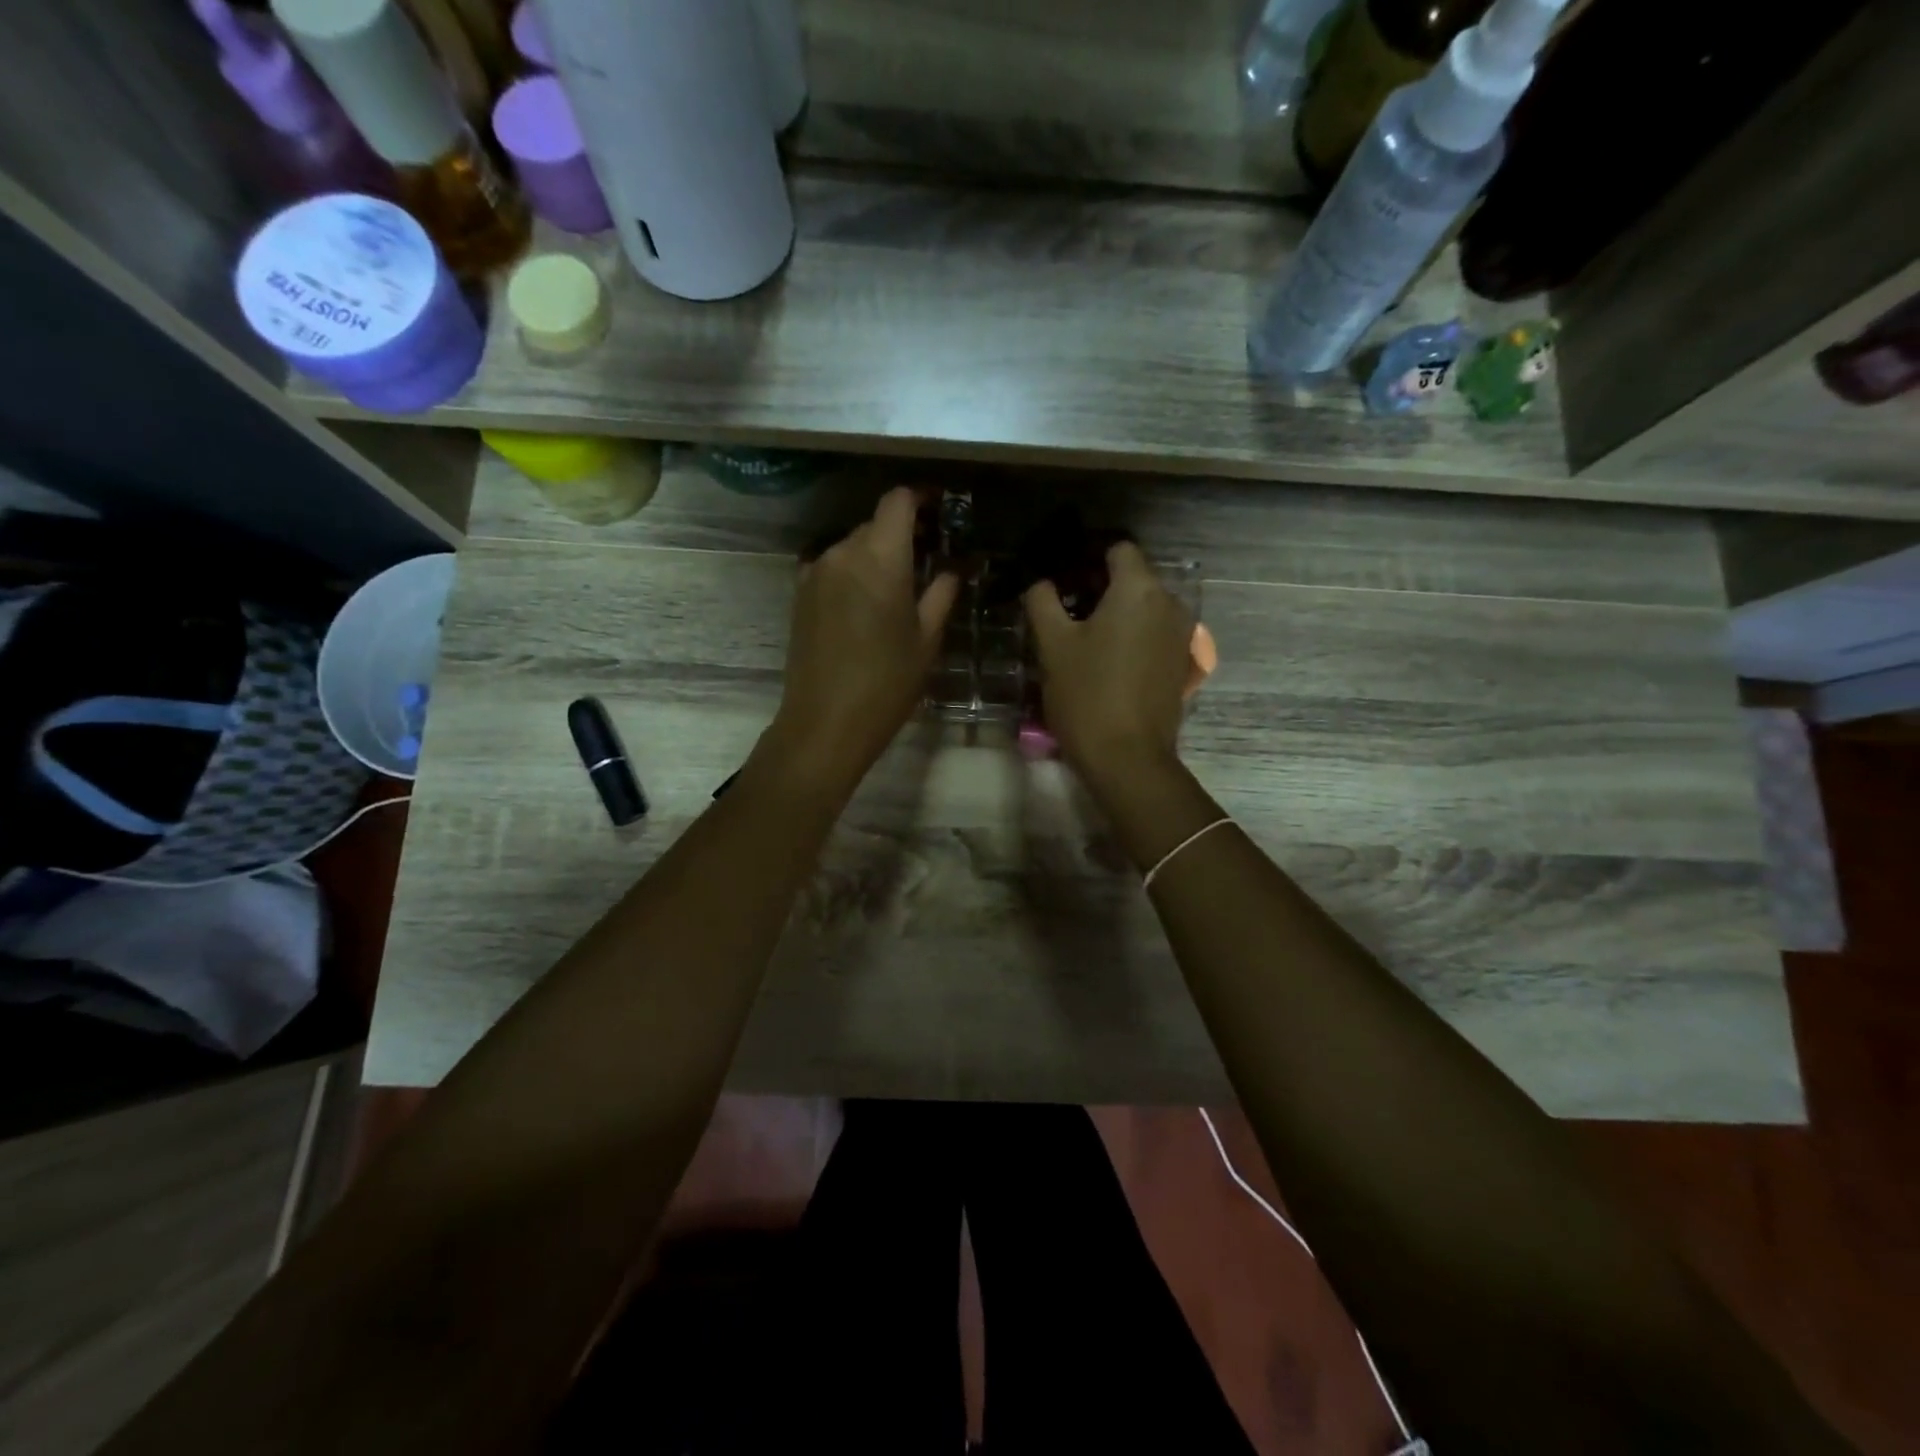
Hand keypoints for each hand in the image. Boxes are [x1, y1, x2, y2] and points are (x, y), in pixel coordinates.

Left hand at [768, 487, 957, 793]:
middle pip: (875, 523)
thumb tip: (955, 567)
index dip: (922, 498)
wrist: (825, 723)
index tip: (942, 510)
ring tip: (899, 585)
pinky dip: (854, 572)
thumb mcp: (927, 639)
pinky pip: (833, 566)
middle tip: (930, 557)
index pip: (898, 501)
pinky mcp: (799, 593)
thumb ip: (942, 592)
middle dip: (903, 532)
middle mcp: (841, 552)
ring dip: (877, 554)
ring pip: (852, 545)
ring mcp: (815, 571)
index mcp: (879, 557)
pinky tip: (868, 602)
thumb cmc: (887, 683)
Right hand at [1024, 542, 1193, 782]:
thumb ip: (1043, 602)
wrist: (1127, 757)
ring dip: (1116, 614)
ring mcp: (1181, 635)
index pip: (1118, 549)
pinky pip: (1153, 634)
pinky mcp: (1181, 664)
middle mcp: (1169, 603)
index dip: (1088, 557)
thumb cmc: (1087, 694)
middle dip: (1100, 587)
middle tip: (1064, 610)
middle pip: (1133, 578)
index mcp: (1139, 589)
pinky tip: (1106, 661)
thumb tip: (1041, 583)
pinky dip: (1132, 637)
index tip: (1063, 578)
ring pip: (1144, 608)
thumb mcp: (1052, 645)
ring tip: (1082, 638)